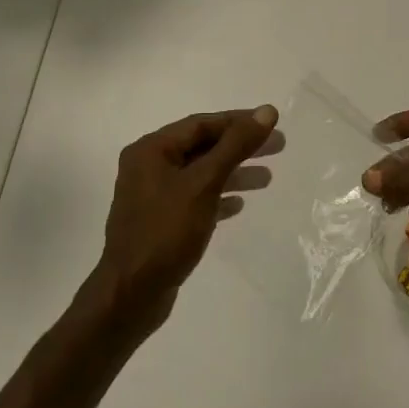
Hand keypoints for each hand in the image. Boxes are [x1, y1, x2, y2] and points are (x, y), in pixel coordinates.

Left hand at [86, 105, 277, 336]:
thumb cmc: (166, 232)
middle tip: (278, 147)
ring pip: (201, 174)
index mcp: (151, 150)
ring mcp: (153, 196)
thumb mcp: (204, 183)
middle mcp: (149, 166)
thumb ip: (235, 145)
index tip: (271, 123)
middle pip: (203, 147)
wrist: (130, 296)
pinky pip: (195, 198)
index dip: (238, 121)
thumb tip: (267, 111)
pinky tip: (239, 205)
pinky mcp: (160, 222)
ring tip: (267, 179)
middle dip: (240, 147)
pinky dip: (218, 197)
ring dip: (234, 173)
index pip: (202, 124)